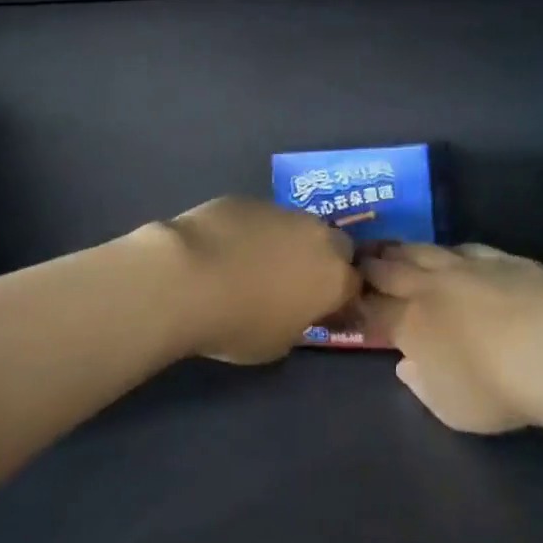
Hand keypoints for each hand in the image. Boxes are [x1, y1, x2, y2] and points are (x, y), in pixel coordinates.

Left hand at [162, 197, 359, 364]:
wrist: (188, 278)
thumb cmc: (238, 323)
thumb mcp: (276, 343)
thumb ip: (296, 322)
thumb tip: (292, 310)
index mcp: (334, 277)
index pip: (354, 285)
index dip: (338, 297)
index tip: (320, 308)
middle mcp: (317, 236)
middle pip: (335, 244)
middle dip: (322, 259)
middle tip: (294, 280)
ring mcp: (282, 212)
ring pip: (297, 225)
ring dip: (286, 241)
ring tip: (253, 263)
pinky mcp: (248, 199)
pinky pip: (260, 217)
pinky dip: (251, 230)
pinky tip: (224, 247)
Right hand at [359, 243, 542, 433]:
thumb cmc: (495, 388)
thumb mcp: (450, 407)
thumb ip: (422, 384)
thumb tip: (405, 365)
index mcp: (410, 324)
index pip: (373, 309)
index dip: (358, 303)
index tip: (347, 298)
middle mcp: (430, 288)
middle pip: (390, 270)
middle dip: (371, 266)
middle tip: (357, 258)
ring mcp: (465, 267)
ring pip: (423, 251)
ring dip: (402, 249)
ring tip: (390, 247)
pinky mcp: (500, 258)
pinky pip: (464, 248)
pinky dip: (449, 250)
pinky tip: (450, 252)